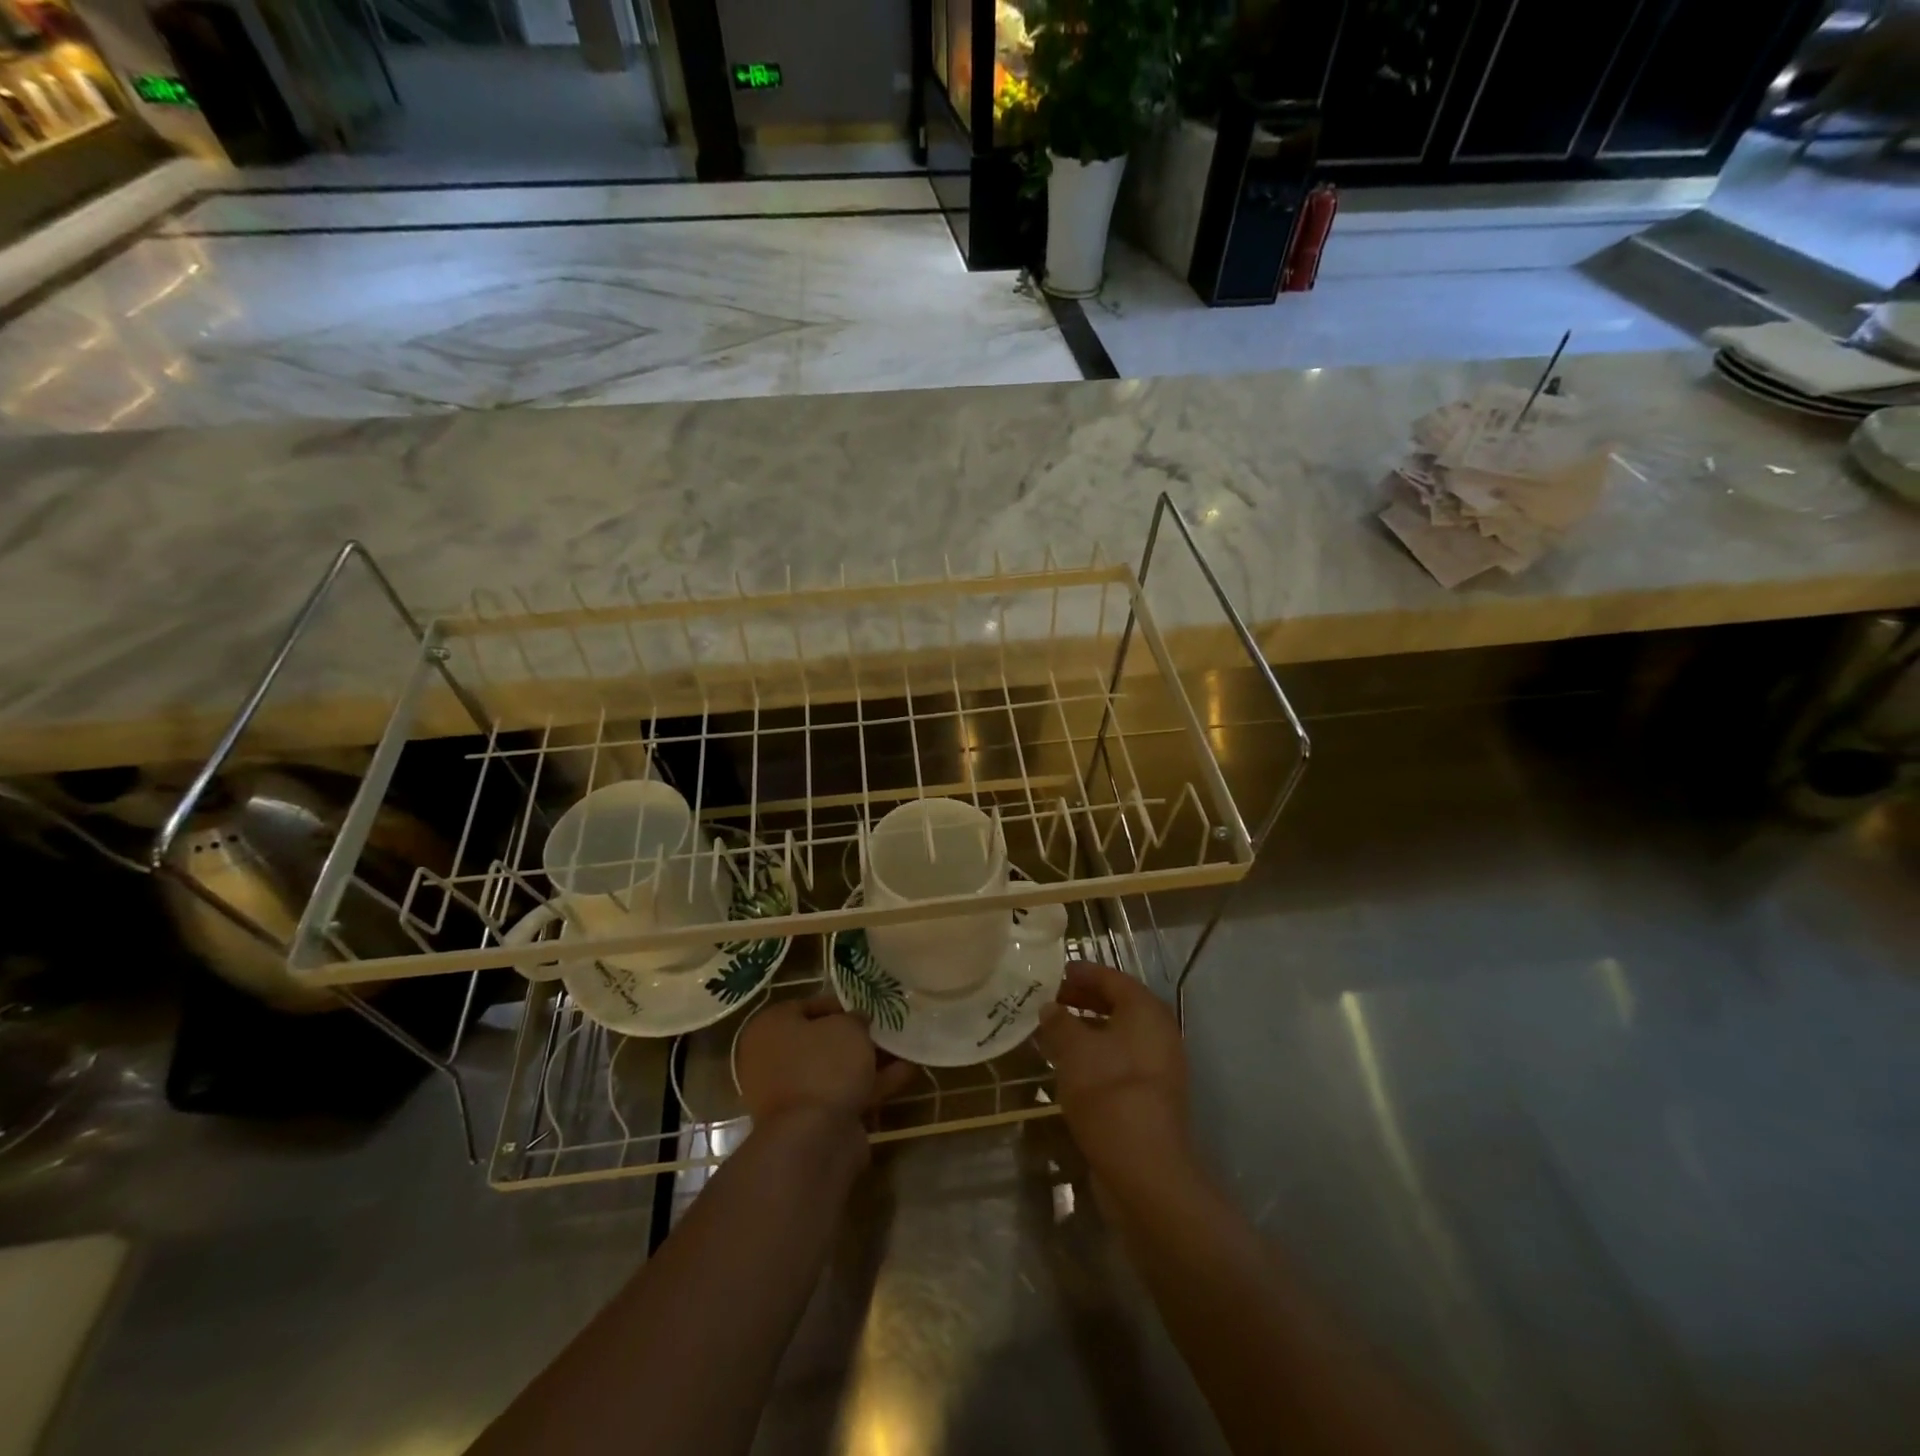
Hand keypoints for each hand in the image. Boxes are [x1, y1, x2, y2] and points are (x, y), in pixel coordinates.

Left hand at [736, 995, 915, 1128]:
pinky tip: (905, 1074)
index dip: (840, 1004)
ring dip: (868, 1061)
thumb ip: (855, 1018)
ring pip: (834, 1070)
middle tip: (885, 1029)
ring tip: (904, 1049)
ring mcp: (789, 1095)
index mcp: (769, 1028)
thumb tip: (857, 1021)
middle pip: (821, 1041)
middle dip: (856, 1036)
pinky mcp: (809, 1123)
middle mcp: (771, 1060)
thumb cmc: (823, 1067)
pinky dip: (871, 1085)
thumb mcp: (848, 1027)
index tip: (867, 1006)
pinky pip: (842, 1095)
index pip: (806, 1006)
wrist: (813, 1140)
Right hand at [1035, 961, 1191, 1175]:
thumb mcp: (1073, 1050)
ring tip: (1052, 1033)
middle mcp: (1159, 1032)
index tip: (1054, 973)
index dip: (1082, 972)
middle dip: (1083, 1000)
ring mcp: (1159, 1066)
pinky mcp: (1151, 1096)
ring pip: (1118, 1035)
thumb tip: (1050, 1008)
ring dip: (1086, 1030)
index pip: (1112, 978)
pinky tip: (1069, 1067)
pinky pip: (1120, 1061)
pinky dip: (1096, 1055)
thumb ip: (1058, 1022)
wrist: (1145, 1169)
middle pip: (1118, 1005)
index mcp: (1145, 1010)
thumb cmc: (1108, 1092)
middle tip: (1049, 1001)